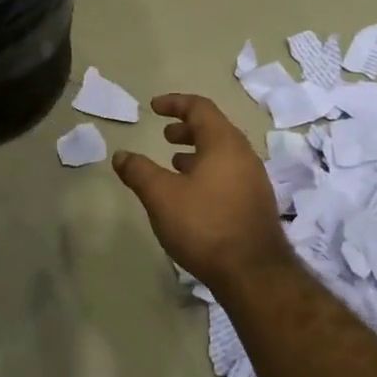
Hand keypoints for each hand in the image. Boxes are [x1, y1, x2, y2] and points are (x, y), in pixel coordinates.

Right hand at [112, 94, 290, 289]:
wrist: (253, 273)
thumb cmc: (204, 225)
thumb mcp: (161, 196)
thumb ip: (139, 171)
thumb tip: (120, 155)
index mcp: (224, 143)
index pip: (200, 108)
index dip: (175, 103)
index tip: (154, 107)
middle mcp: (244, 155)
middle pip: (214, 129)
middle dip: (186, 129)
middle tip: (165, 136)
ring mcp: (254, 180)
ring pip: (222, 154)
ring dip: (197, 152)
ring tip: (174, 164)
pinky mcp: (256, 203)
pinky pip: (229, 174)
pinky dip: (208, 171)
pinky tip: (193, 195)